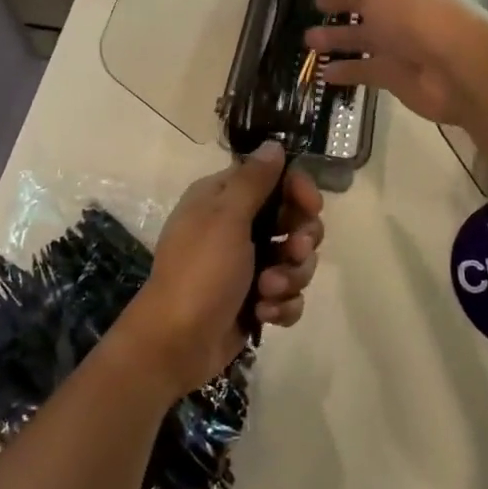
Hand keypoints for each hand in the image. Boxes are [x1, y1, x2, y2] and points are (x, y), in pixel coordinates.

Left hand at [111, 143, 324, 399]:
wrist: (176, 343)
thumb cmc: (200, 272)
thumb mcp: (225, 218)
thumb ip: (253, 180)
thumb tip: (273, 145)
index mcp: (223, 200)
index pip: (274, 179)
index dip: (298, 190)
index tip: (311, 206)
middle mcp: (236, 228)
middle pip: (293, 221)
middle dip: (300, 240)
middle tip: (293, 251)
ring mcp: (247, 266)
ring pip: (296, 261)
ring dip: (289, 277)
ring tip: (267, 292)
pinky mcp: (256, 300)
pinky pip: (288, 295)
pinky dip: (281, 305)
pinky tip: (264, 314)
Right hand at [304, 0, 487, 126]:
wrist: (455, 66)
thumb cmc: (415, 10)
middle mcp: (409, 1)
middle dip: (341, 1)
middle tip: (314, 4)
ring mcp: (404, 39)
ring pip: (365, 35)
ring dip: (338, 37)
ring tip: (308, 40)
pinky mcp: (398, 72)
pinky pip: (367, 68)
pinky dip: (347, 70)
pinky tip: (324, 72)